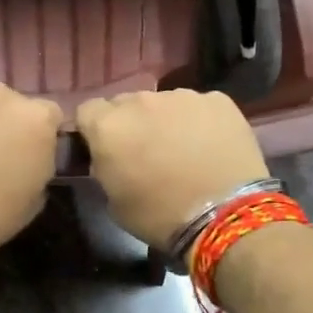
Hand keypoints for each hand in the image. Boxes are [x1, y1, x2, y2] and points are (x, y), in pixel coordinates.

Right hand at [75, 89, 269, 249]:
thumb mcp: (114, 202)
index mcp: (109, 126)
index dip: (94, 129)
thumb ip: (104, 168)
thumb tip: (109, 157)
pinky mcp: (218, 100)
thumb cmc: (160, 216)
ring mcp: (182, 96)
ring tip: (183, 149)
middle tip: (145, 151)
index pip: (88, 111)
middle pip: (125, 103)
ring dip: (165, 120)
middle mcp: (141, 101)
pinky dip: (199, 121)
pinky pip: (199, 106)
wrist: (225, 215)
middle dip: (130, 122)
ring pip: (163, 103)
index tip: (104, 148)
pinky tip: (210, 146)